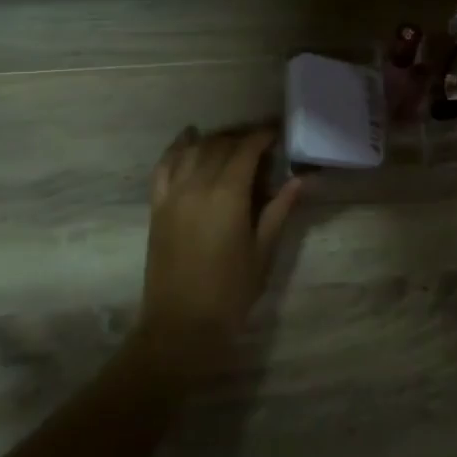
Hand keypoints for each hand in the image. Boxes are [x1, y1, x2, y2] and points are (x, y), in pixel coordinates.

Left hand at [136, 126, 303, 382]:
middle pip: (220, 145)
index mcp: (228, 194)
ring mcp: (172, 194)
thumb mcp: (264, 250)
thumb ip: (279, 210)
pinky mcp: (157, 207)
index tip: (278, 132)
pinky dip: (176, 148)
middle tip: (262, 143)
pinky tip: (188, 139)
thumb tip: (300, 180)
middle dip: (241, 138)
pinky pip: (164, 166)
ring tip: (232, 142)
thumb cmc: (231, 290)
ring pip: (193, 150)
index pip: (246, 149)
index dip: (263, 136)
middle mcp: (197, 185)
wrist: (182, 324)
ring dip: (214, 140)